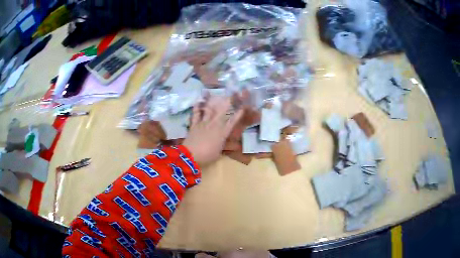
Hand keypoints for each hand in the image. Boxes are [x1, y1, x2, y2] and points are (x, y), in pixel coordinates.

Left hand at [183, 96, 242, 165]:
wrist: (191, 156)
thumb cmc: (207, 156)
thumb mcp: (219, 152)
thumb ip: (223, 144)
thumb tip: (229, 142)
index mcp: (222, 133)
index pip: (232, 121)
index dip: (238, 113)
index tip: (243, 106)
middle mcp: (214, 124)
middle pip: (222, 111)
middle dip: (228, 101)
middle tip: (231, 94)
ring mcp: (203, 123)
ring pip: (209, 109)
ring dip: (213, 101)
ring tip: (216, 95)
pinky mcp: (194, 124)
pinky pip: (196, 113)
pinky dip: (197, 107)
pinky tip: (199, 101)